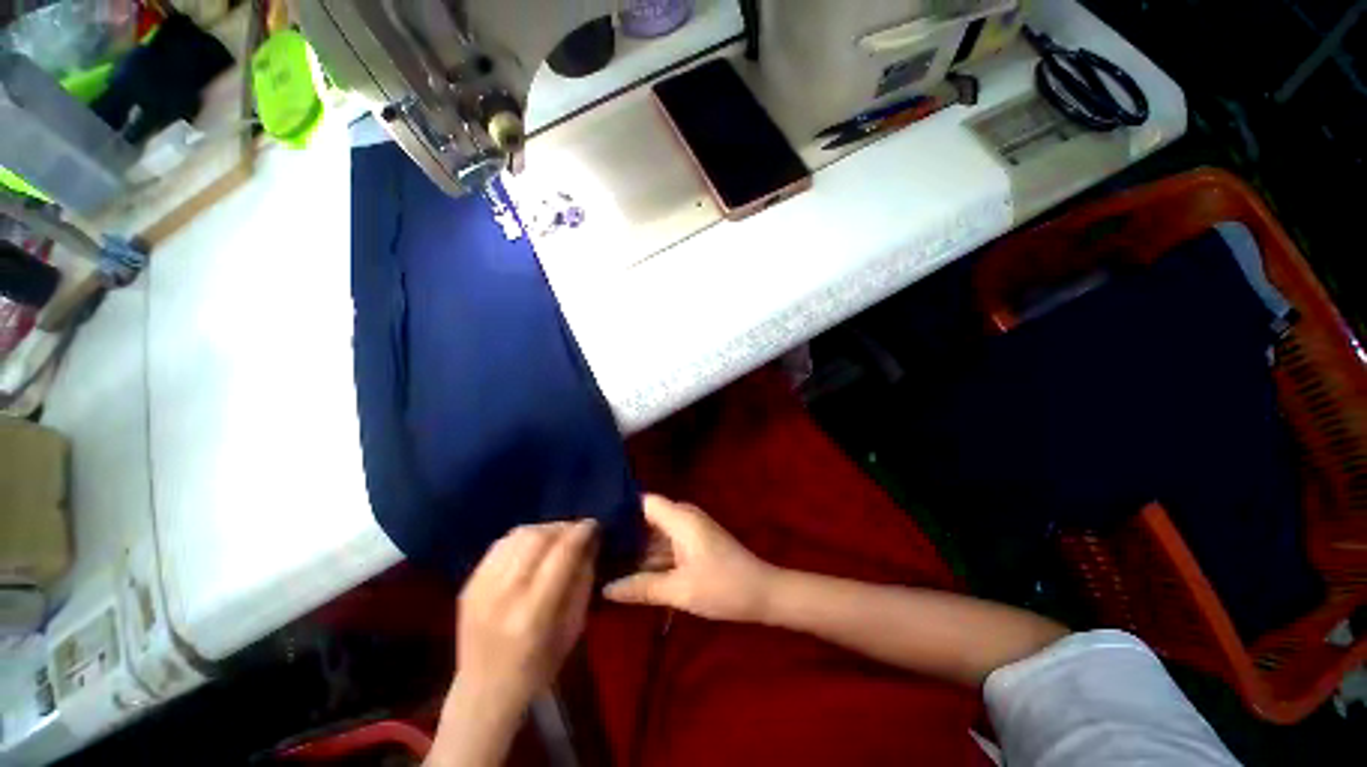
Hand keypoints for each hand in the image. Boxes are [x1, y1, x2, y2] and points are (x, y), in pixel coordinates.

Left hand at [455, 520, 596, 714]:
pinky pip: (500, 545)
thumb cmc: (539, 666)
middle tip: (576, 531)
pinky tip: (532, 547)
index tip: (593, 525)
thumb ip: (583, 580)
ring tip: (556, 537)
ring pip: (517, 536)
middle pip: (537, 538)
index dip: (580, 532)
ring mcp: (480, 589)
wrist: (483, 692)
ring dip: (543, 529)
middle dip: (562, 527)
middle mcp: (503, 596)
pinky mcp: (468, 585)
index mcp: (533, 615)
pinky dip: (522, 538)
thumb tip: (589, 542)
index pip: (561, 555)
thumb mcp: (574, 628)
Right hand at [603, 495, 776, 621]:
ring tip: (601, 560)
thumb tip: (604, 588)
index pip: (642, 501)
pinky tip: (628, 571)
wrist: (763, 593)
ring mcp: (689, 530)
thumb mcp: (679, 590)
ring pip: (654, 532)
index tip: (592, 522)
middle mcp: (683, 517)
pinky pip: (665, 543)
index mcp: (680, 518)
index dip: (618, 507)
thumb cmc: (722, 587)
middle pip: (645, 517)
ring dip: (634, 546)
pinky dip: (649, 555)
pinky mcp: (693, 543)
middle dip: (622, 531)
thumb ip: (640, 587)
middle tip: (590, 546)